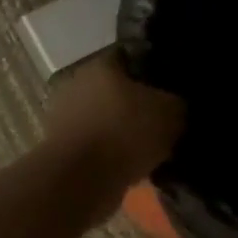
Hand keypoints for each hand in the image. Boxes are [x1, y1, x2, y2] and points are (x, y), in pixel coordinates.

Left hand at [44, 52, 184, 188]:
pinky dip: (110, 155)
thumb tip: (176, 106)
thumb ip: (176, 103)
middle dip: (136, 105)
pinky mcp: (60, 149)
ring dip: (122, 133)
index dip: (152, 71)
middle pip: (114, 90)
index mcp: (99, 65)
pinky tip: (131, 168)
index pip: (130, 57)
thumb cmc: (125, 133)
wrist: (80, 180)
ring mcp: (63, 117)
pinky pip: (94, 146)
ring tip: (149, 150)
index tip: (170, 89)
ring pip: (103, 120)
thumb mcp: (170, 113)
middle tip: (161, 122)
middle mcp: (76, 85)